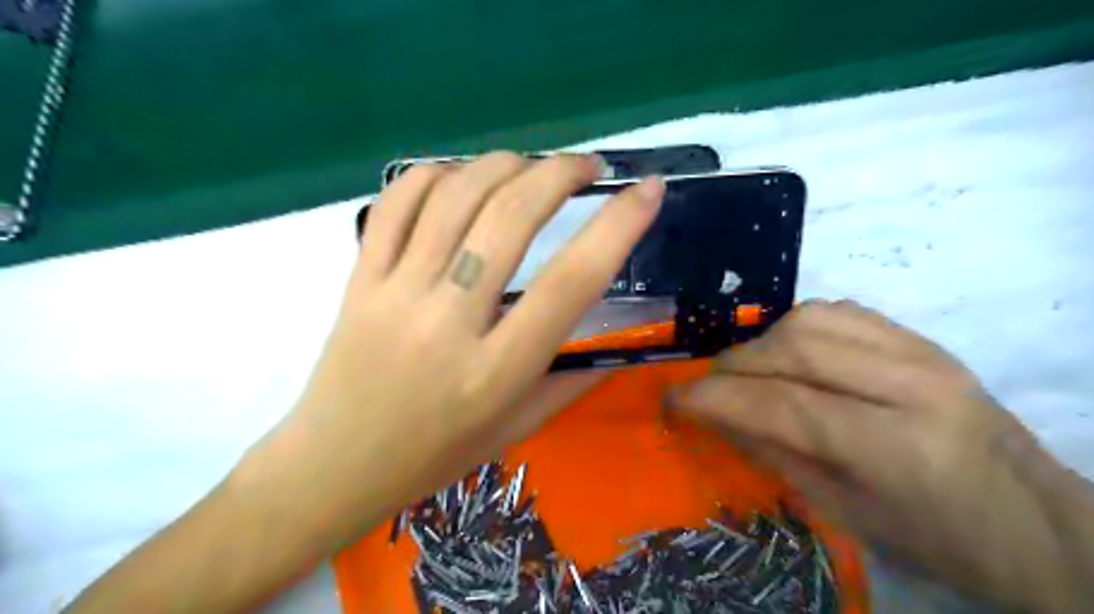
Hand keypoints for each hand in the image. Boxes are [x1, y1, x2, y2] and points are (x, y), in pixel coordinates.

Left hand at [273, 150, 667, 526]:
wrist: (334, 466)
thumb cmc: (433, 456)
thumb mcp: (516, 430)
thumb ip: (570, 382)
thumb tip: (616, 343)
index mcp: (497, 370)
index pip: (570, 282)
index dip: (617, 226)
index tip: (647, 191)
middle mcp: (448, 322)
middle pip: (509, 218)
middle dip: (559, 174)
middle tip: (586, 166)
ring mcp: (395, 293)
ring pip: (454, 197)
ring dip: (504, 164)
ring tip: (531, 165)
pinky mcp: (358, 279)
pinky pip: (396, 203)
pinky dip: (435, 173)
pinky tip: (462, 176)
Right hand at [681, 299, 1089, 611]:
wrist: (1034, 521)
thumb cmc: (936, 537)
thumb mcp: (844, 513)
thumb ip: (773, 454)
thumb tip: (716, 416)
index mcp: (896, 447)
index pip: (781, 403)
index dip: (715, 398)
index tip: (674, 399)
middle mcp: (911, 384)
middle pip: (793, 349)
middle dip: (733, 366)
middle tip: (708, 387)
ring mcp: (922, 352)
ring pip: (810, 318)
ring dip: (762, 344)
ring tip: (750, 373)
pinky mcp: (921, 338)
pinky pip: (838, 311)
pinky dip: (796, 327)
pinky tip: (790, 354)